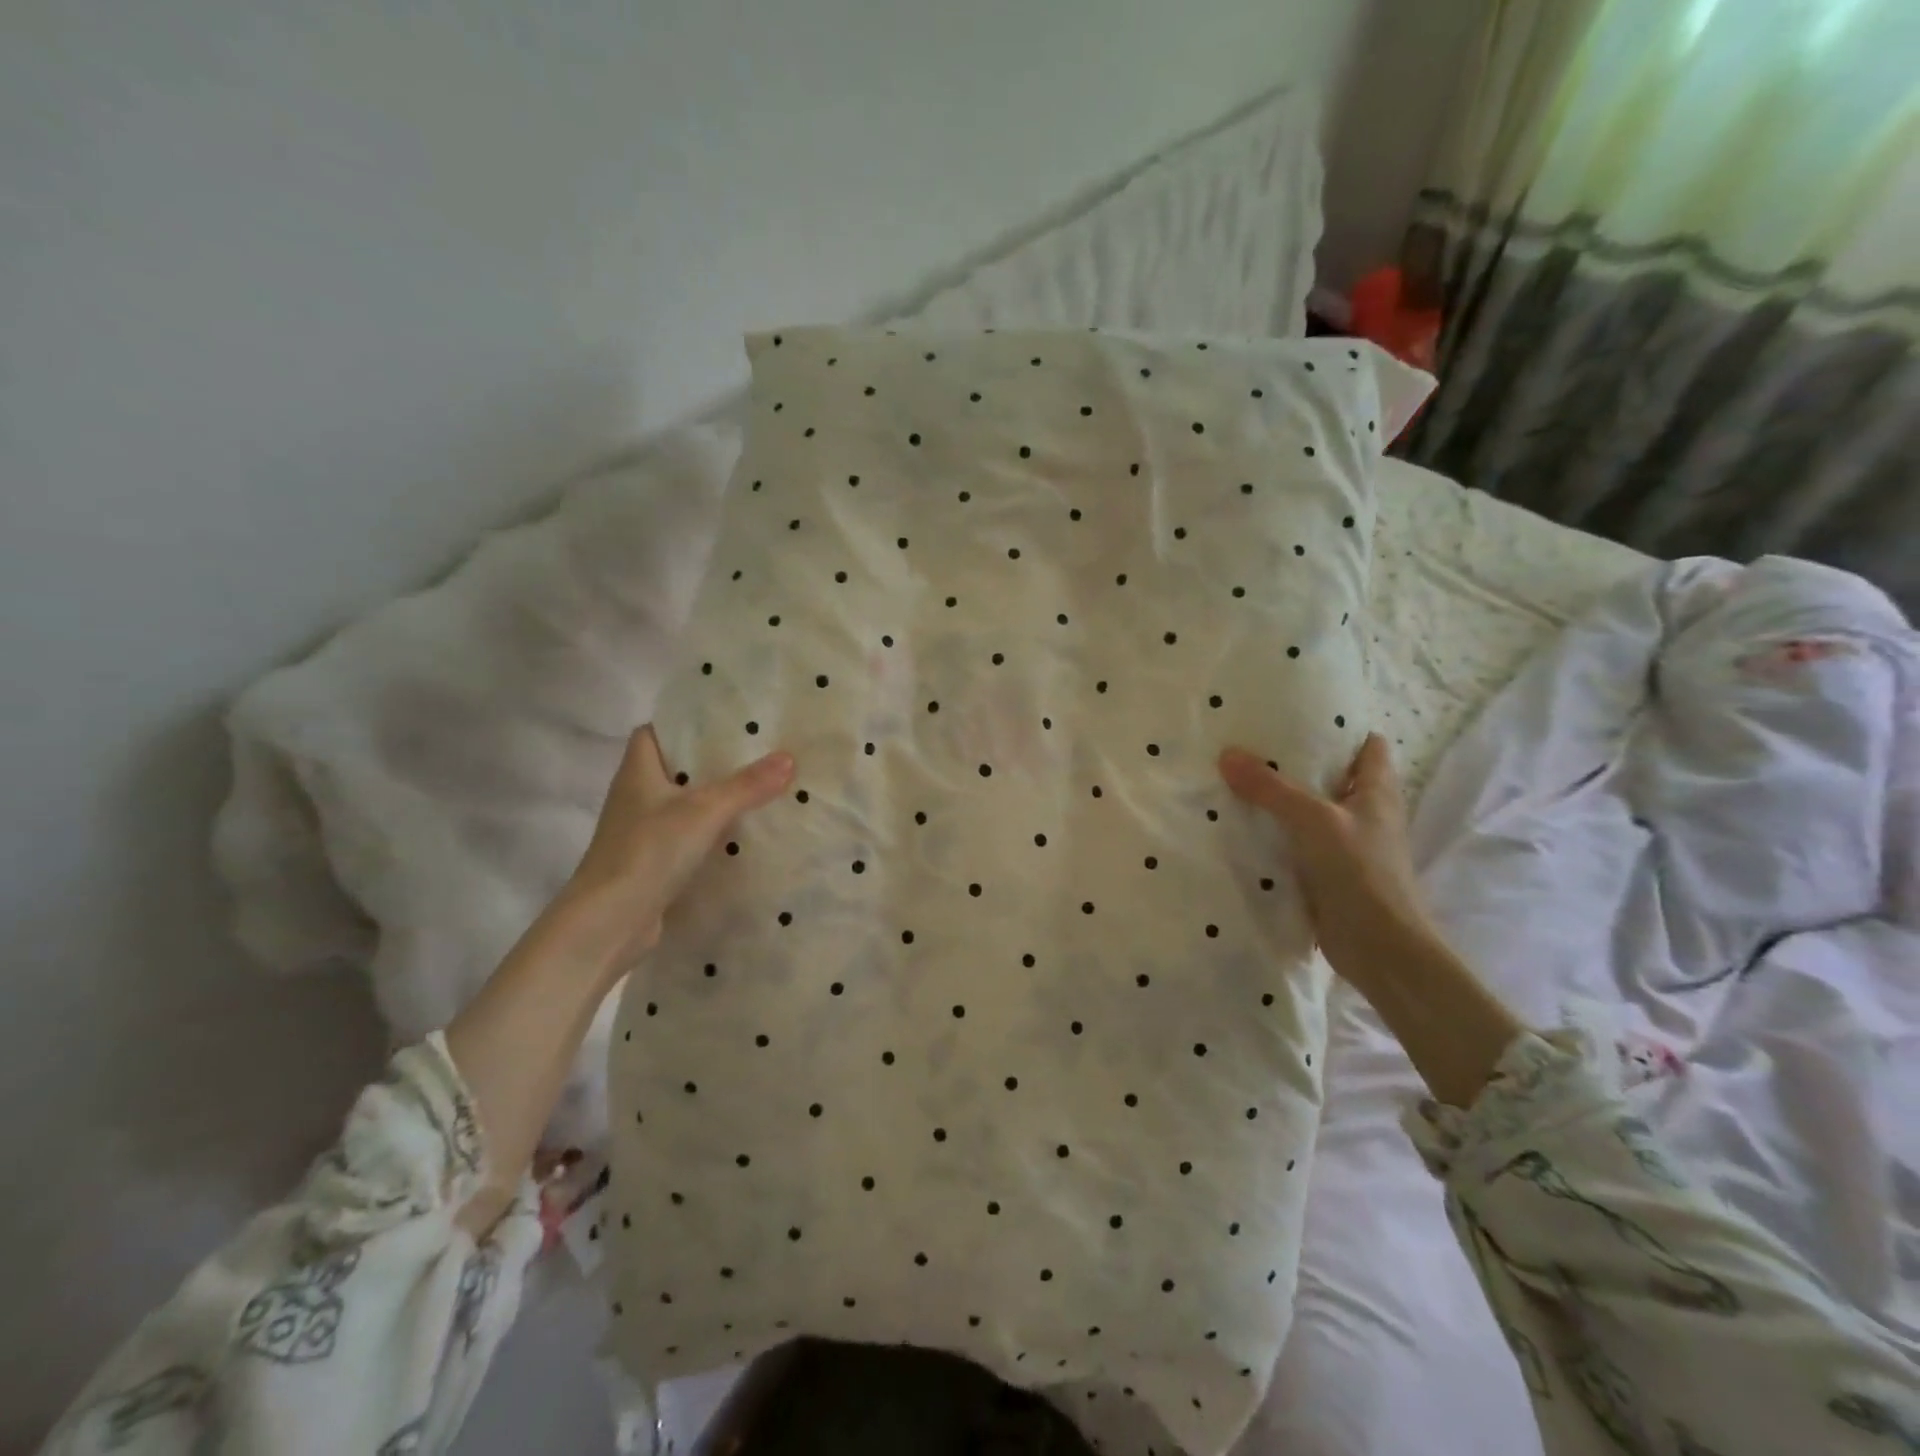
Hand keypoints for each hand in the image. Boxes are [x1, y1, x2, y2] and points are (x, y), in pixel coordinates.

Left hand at [555, 726, 794, 980]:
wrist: (608, 923)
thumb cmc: (648, 852)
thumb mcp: (705, 811)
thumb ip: (747, 785)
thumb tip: (789, 757)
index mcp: (638, 772)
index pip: (653, 733)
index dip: (682, 725)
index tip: (722, 722)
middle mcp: (635, 797)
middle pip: (673, 769)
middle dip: (710, 762)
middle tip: (756, 753)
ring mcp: (641, 833)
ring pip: (682, 805)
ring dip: (713, 800)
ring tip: (758, 790)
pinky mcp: (651, 863)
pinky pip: (685, 838)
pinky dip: (709, 835)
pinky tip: (741, 837)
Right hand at [1219, 734, 1431, 991]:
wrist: (1380, 948)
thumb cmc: (1360, 872)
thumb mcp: (1313, 820)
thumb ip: (1270, 788)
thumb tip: (1227, 754)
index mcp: (1377, 791)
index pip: (1366, 745)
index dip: (1338, 727)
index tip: (1296, 715)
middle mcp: (1365, 813)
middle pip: (1332, 776)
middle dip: (1296, 761)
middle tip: (1251, 743)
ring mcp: (1346, 845)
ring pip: (1310, 811)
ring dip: (1281, 799)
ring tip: (1237, 777)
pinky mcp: (1327, 873)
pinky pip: (1296, 843)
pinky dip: (1275, 834)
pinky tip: (1241, 826)